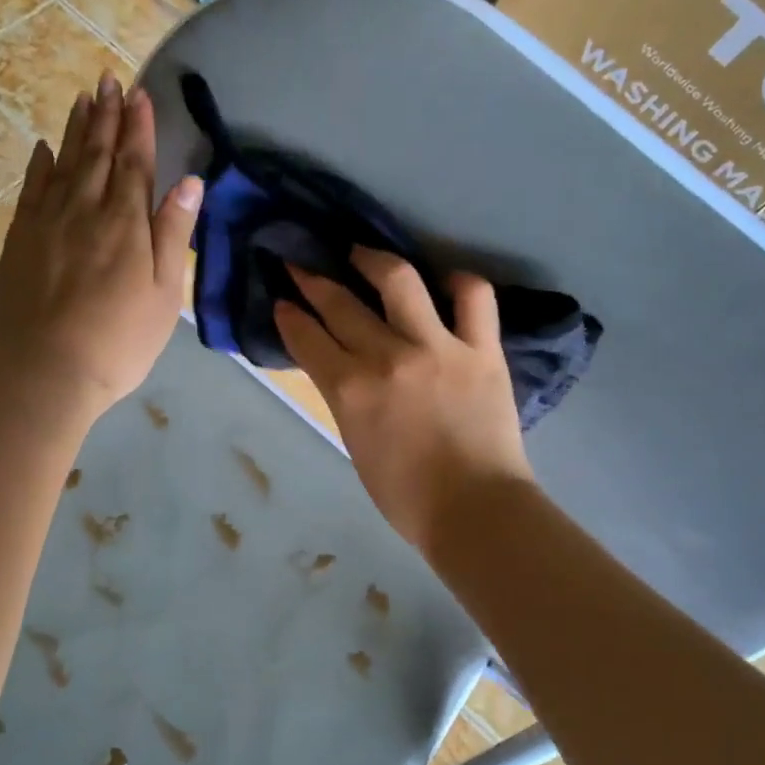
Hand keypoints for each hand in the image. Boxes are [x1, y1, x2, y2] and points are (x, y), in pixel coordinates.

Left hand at [0, 75, 200, 428]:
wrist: (43, 373)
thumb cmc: (118, 341)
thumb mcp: (163, 293)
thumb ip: (173, 234)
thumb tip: (189, 181)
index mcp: (125, 223)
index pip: (134, 163)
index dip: (138, 127)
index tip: (139, 93)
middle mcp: (84, 211)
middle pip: (97, 154)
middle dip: (106, 116)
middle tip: (109, 80)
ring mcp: (46, 224)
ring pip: (63, 164)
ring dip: (75, 130)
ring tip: (83, 98)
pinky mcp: (18, 242)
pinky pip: (30, 190)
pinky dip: (38, 165)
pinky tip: (43, 148)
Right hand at [274, 249, 532, 550]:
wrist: (474, 510)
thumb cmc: (406, 494)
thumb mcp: (355, 442)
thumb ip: (344, 396)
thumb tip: (338, 365)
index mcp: (350, 389)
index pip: (307, 337)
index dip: (289, 314)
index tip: (282, 300)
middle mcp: (387, 356)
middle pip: (340, 303)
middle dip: (312, 279)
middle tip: (302, 265)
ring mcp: (437, 346)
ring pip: (400, 280)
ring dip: (375, 259)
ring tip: (364, 254)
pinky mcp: (481, 348)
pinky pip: (474, 297)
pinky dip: (460, 282)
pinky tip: (446, 282)